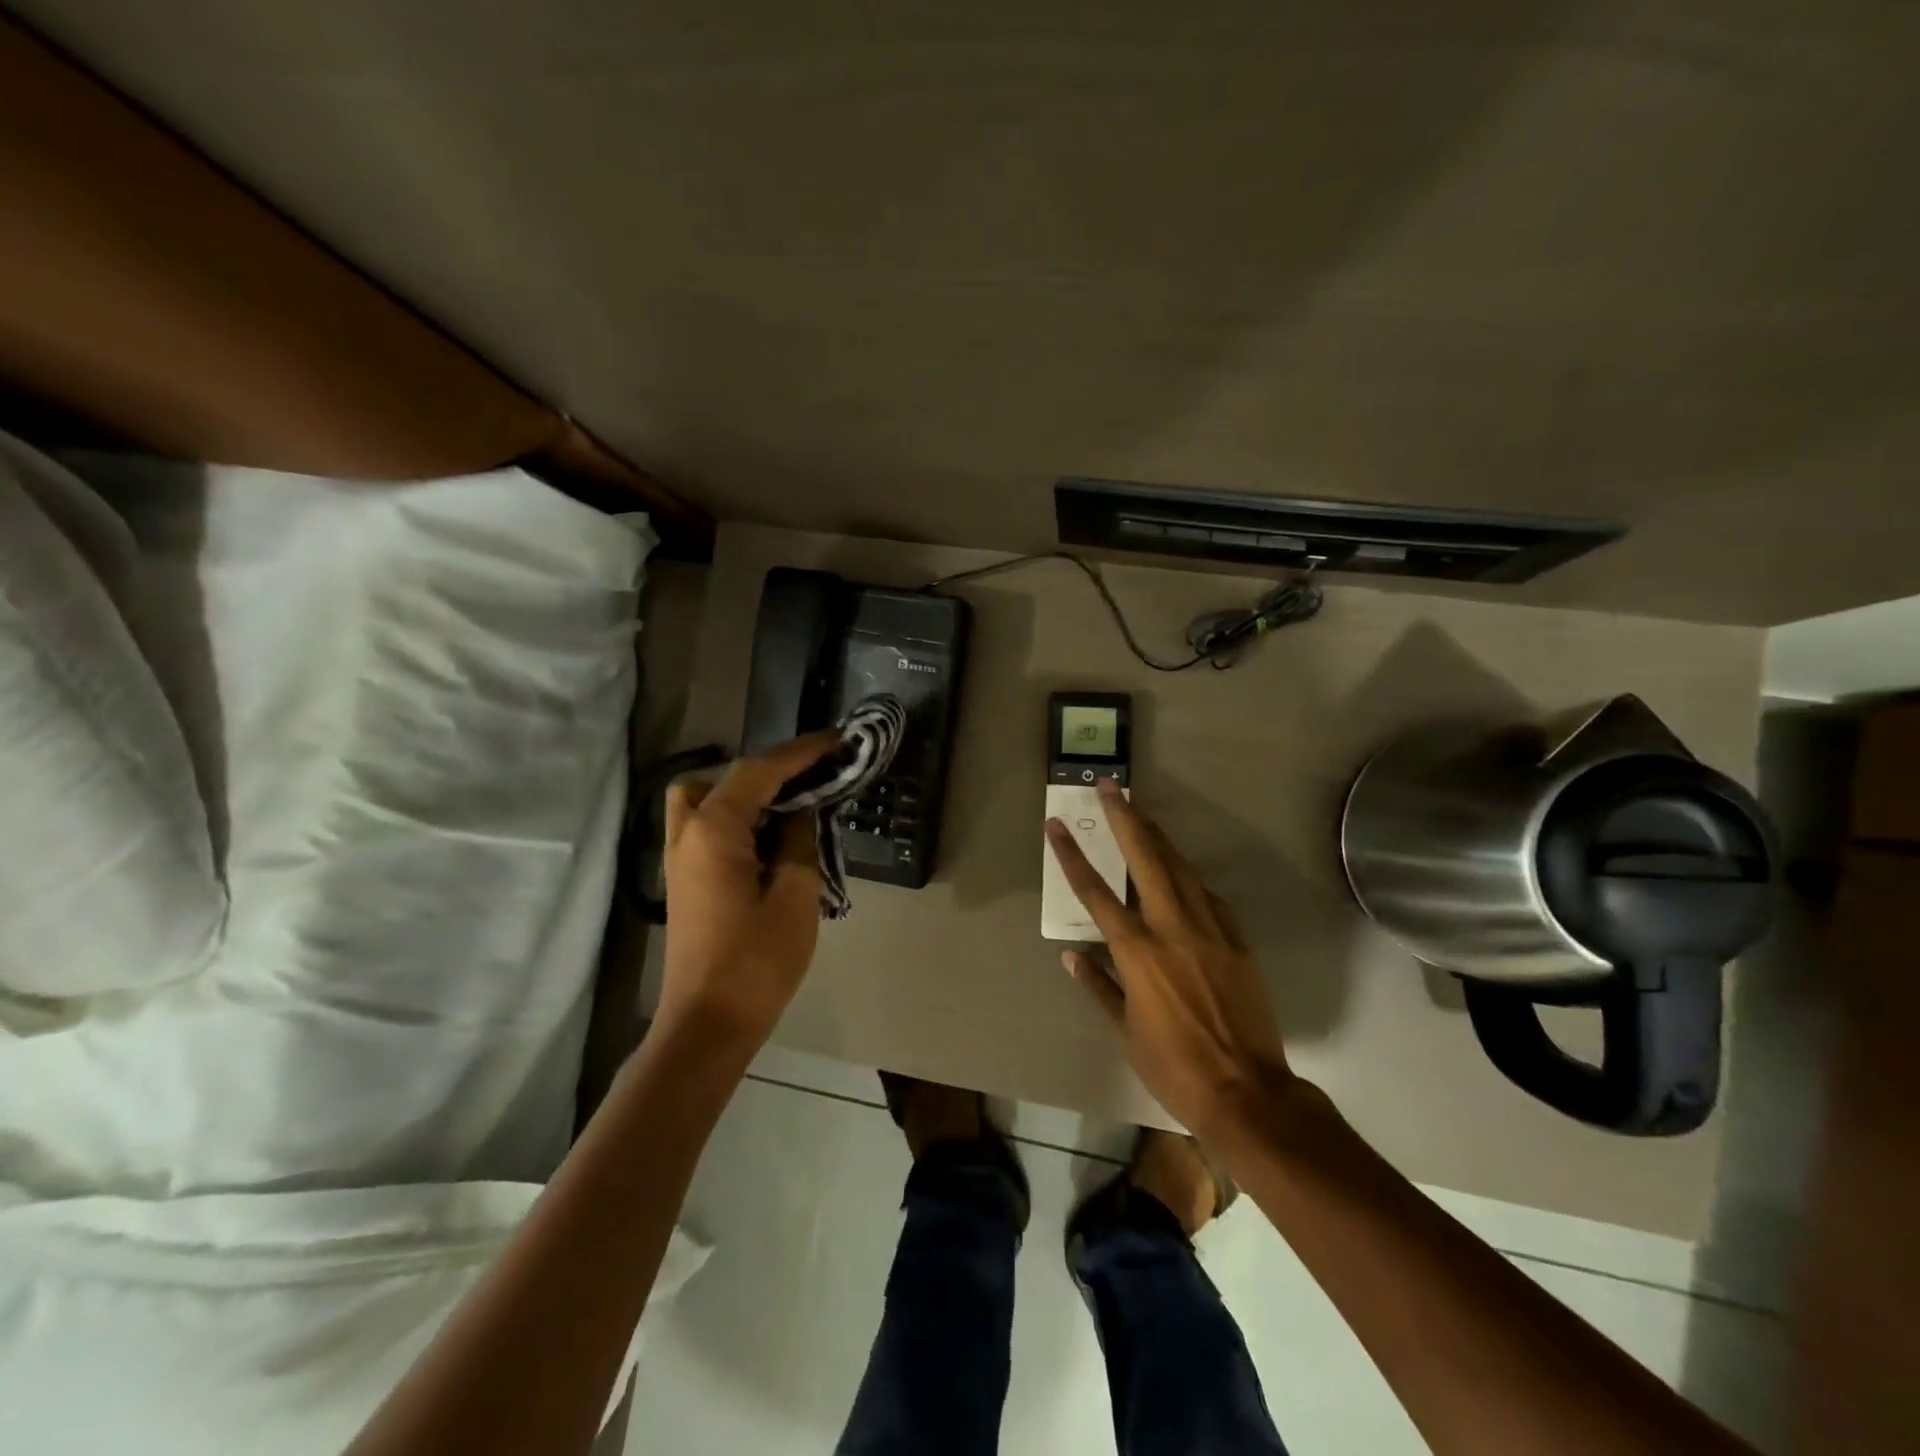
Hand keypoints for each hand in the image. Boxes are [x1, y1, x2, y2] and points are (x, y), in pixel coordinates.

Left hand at [658, 732, 839, 1053]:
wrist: (707, 1025)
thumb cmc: (756, 962)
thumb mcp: (795, 896)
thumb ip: (800, 841)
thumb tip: (801, 813)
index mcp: (714, 830)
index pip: (760, 771)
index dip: (802, 752)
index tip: (838, 740)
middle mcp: (688, 833)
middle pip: (725, 778)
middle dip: (770, 771)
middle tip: (814, 782)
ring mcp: (680, 858)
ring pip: (706, 801)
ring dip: (748, 795)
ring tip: (792, 811)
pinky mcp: (686, 880)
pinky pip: (708, 828)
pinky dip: (738, 819)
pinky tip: (772, 841)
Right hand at [1045, 780, 1294, 1142]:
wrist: (1248, 1093)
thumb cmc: (1175, 1067)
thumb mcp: (1125, 1032)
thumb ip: (1099, 987)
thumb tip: (1071, 957)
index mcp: (1137, 953)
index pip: (1095, 893)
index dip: (1072, 856)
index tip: (1056, 825)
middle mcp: (1172, 930)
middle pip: (1146, 860)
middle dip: (1126, 819)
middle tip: (1111, 788)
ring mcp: (1210, 931)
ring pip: (1182, 869)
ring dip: (1159, 837)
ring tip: (1142, 812)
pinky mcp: (1237, 941)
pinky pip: (1210, 897)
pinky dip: (1190, 879)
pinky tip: (1182, 871)